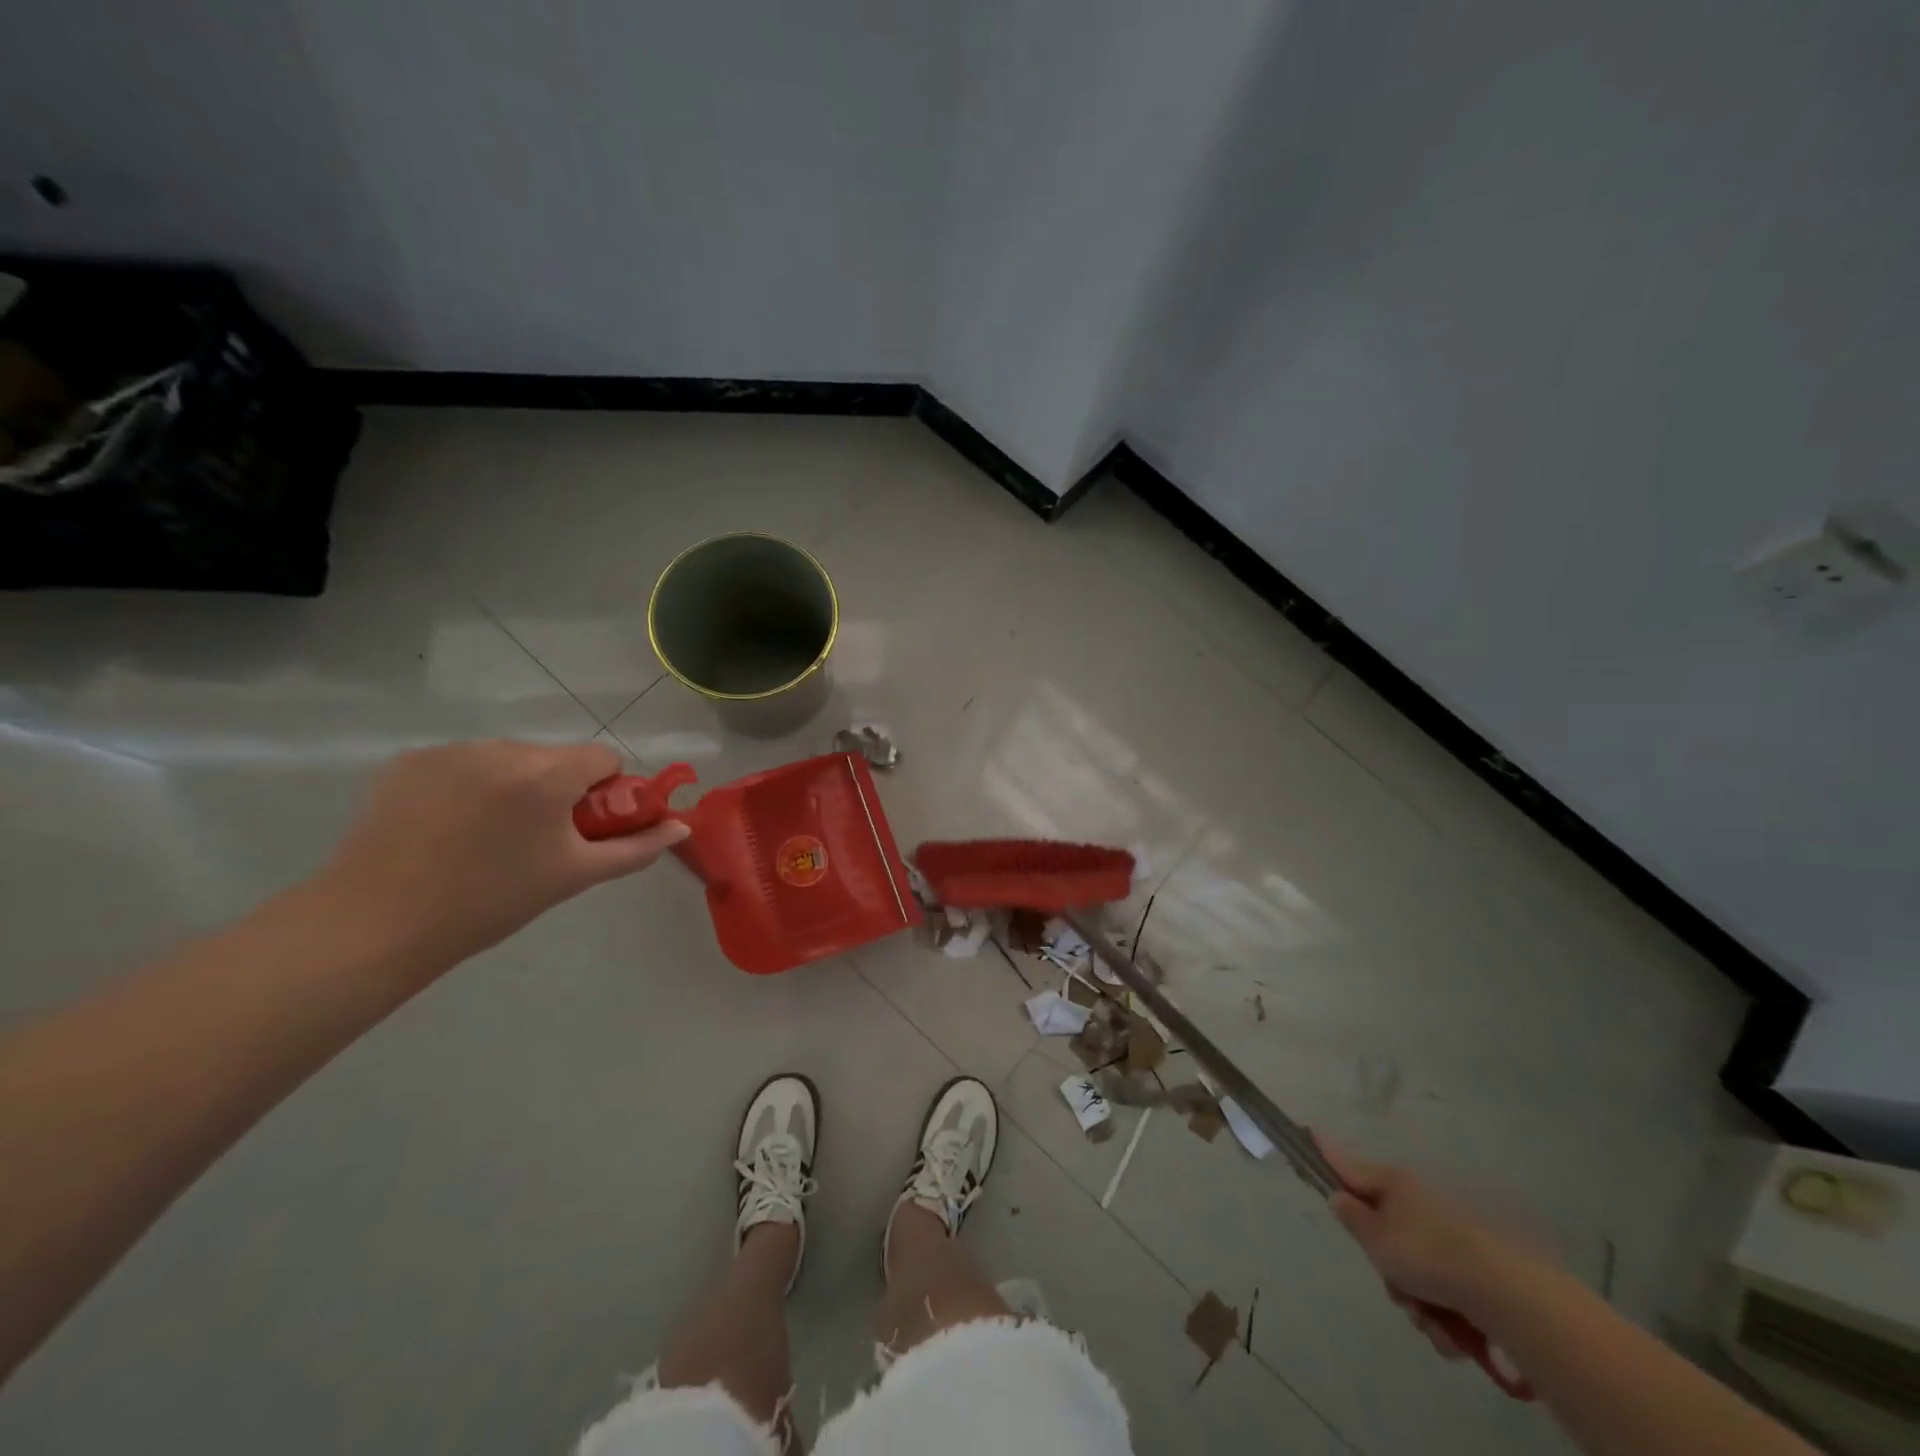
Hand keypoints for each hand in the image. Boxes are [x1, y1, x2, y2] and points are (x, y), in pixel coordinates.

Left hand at [318, 740, 688, 967]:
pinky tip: (447, 827)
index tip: (583, 829)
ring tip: (485, 837)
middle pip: (556, 757)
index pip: (603, 758)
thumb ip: (636, 848)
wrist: (377, 923)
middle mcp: (503, 748)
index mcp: (548, 774)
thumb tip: (681, 827)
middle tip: (536, 840)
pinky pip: (464, 763)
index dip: (604, 793)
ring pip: (509, 759)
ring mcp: (452, 750)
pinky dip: (469, 785)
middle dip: (558, 789)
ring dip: (514, 786)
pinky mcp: (411, 760)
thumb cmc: (491, 901)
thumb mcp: (575, 876)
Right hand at [1321, 1141, 1539, 1357]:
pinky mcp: (1472, 1268)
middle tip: (1394, 1286)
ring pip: (1412, 1271)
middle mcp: (1418, 1202)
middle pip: (1382, 1233)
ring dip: (1415, 1300)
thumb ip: (1351, 1216)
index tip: (1308, 1129)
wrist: (1504, 1293)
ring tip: (1431, 1319)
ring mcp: (1447, 1234)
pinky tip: (1454, 1331)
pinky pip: (1441, 1292)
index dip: (1324, 1150)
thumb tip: (1339, 1196)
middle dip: (1386, 1269)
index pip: (1346, 1164)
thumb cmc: (1426, 1255)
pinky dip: (1443, 1315)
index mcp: (1392, 1184)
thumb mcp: (1374, 1237)